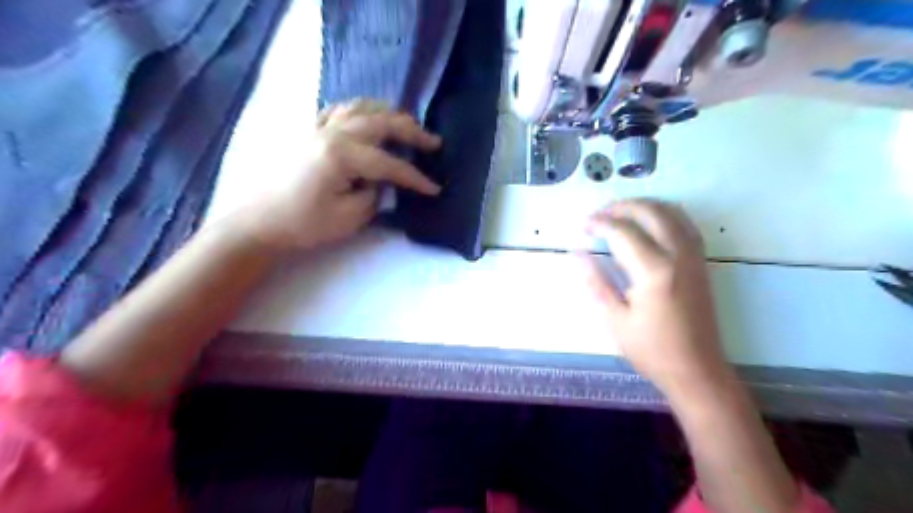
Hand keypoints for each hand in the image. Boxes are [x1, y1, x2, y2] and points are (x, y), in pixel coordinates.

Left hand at [243, 99, 442, 250]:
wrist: (259, 222)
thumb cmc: (303, 224)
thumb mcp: (348, 218)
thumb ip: (374, 196)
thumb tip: (381, 182)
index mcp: (341, 155)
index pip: (390, 163)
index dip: (415, 177)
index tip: (434, 188)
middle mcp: (331, 132)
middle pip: (380, 123)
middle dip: (412, 132)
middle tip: (433, 142)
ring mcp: (317, 127)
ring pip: (361, 108)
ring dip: (388, 114)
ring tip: (406, 124)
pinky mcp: (308, 131)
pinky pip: (339, 109)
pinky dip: (360, 110)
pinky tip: (368, 117)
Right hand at [585, 198, 732, 402]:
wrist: (697, 370)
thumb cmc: (651, 349)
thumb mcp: (614, 319)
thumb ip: (596, 282)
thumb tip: (577, 253)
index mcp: (653, 271)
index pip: (623, 232)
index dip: (600, 224)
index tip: (583, 226)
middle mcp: (677, 255)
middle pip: (650, 212)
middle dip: (622, 207)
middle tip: (600, 214)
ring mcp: (694, 257)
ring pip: (671, 212)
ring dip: (644, 206)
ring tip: (621, 212)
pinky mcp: (701, 263)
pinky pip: (685, 224)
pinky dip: (666, 214)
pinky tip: (651, 222)